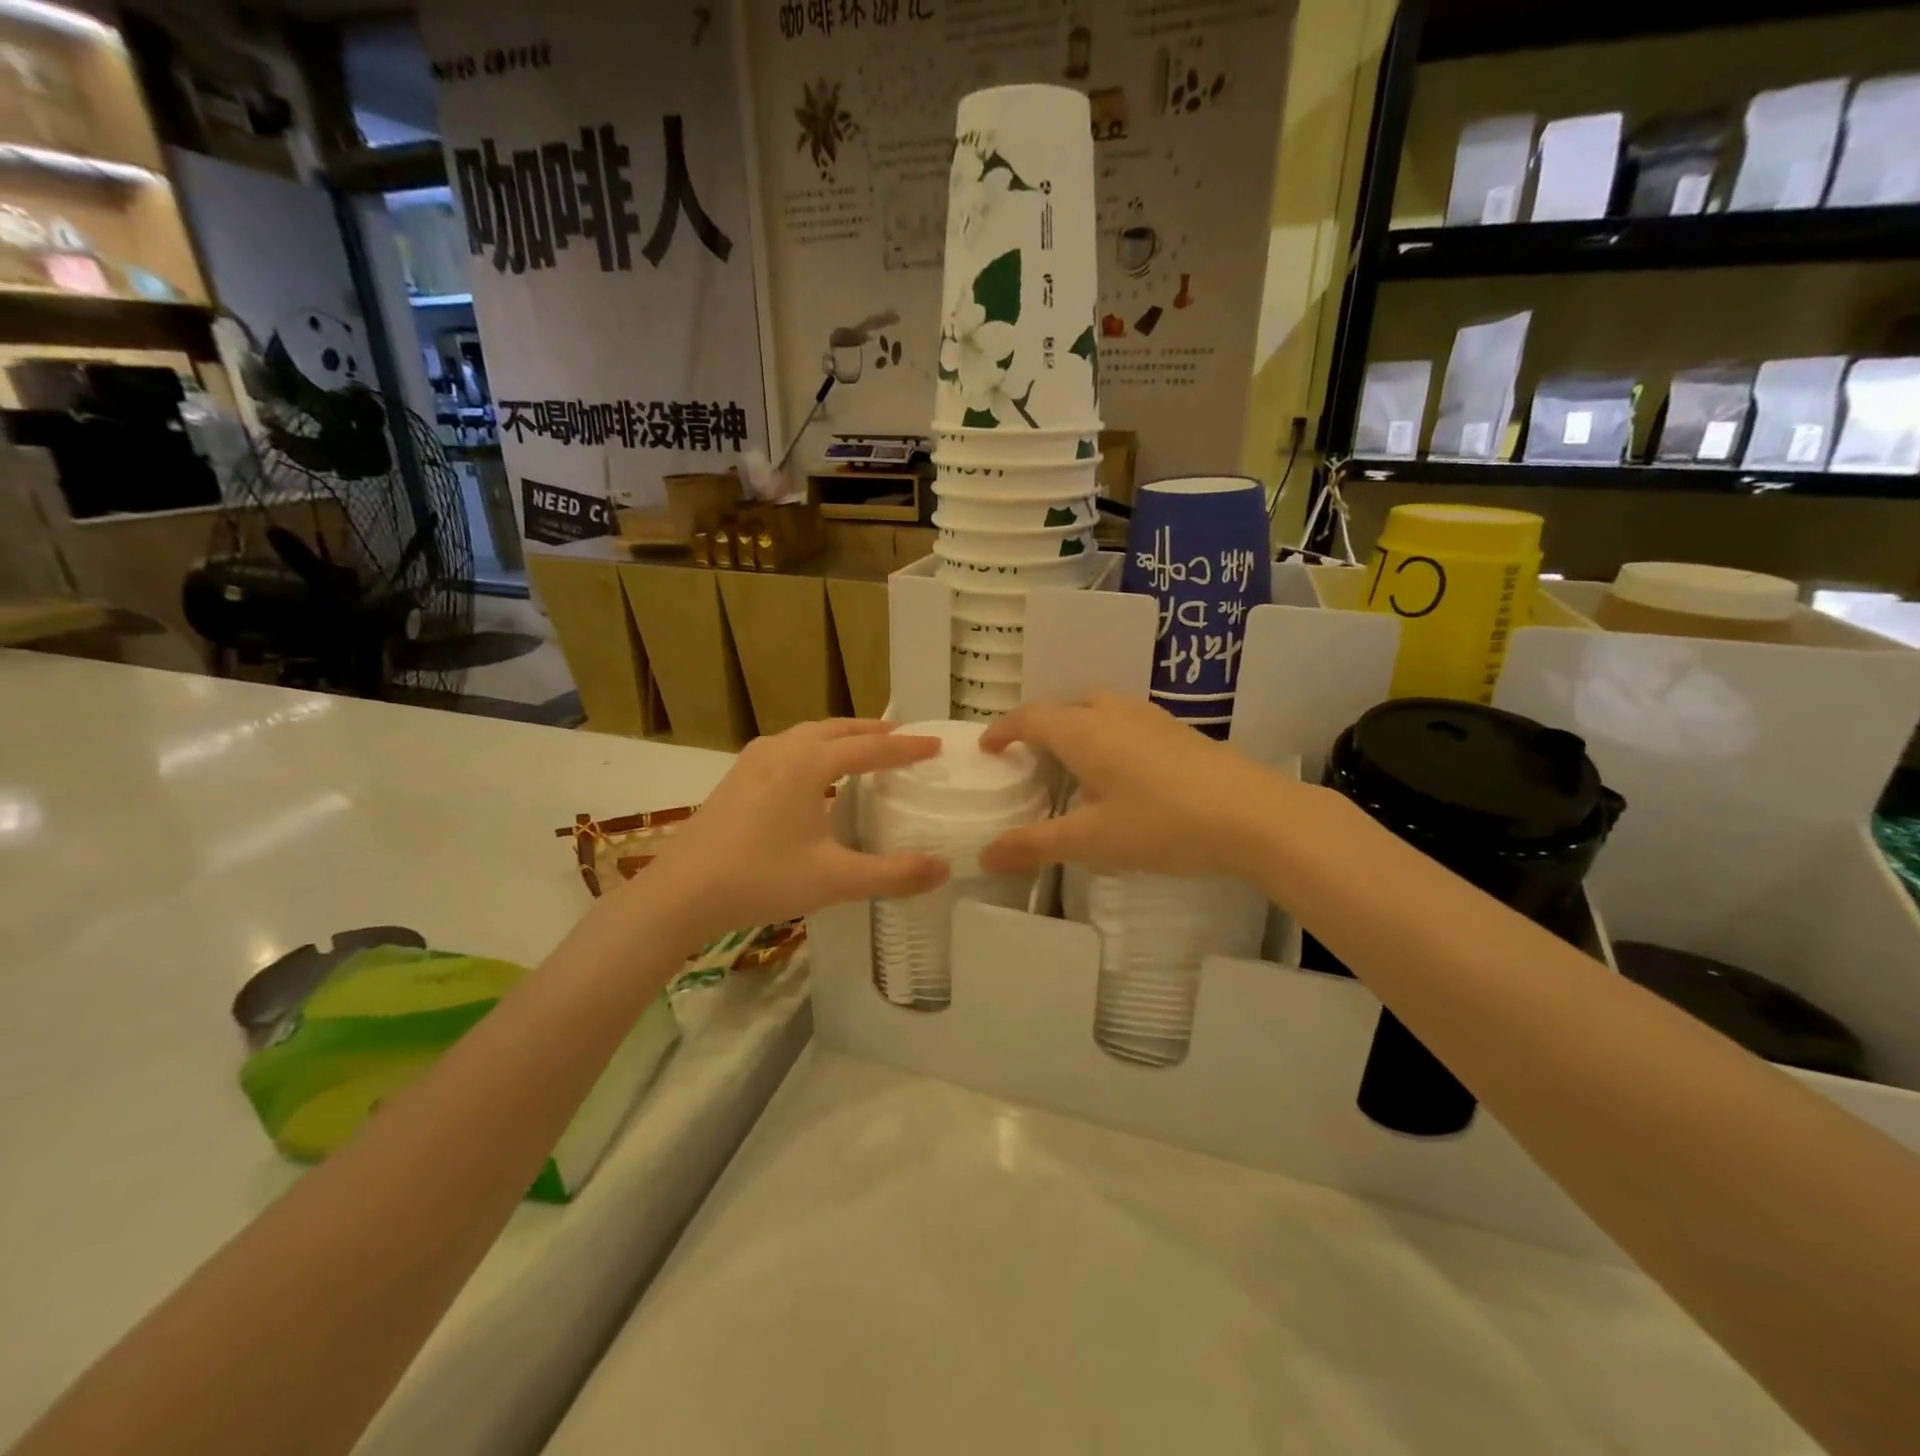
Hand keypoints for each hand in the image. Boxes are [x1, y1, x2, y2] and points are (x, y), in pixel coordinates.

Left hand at [622, 720, 949, 942]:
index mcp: (808, 763)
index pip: (870, 748)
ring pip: (809, 734)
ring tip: (864, 747)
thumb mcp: (833, 879)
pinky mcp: (737, 776)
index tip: (936, 745)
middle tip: (904, 737)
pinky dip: (815, 747)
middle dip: (874, 731)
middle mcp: (782, 749)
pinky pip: (788, 746)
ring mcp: (754, 759)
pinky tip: (814, 772)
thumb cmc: (760, 879)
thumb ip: (892, 875)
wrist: (680, 893)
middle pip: (838, 729)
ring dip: (842, 736)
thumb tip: (943, 869)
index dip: (906, 747)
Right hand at [978, 694, 1283, 879]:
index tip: (988, 747)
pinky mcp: (1180, 732)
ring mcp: (1151, 718)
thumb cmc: (1162, 824)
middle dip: (1042, 725)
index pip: (1031, 716)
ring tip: (1074, 764)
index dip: (1004, 729)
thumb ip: (1035, 845)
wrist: (1254, 815)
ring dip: (1078, 727)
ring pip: (1101, 708)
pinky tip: (1123, 775)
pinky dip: (1108, 737)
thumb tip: (984, 856)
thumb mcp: (1091, 841)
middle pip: (1067, 705)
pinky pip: (1127, 722)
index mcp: (1084, 731)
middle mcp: (1114, 713)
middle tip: (1031, 757)